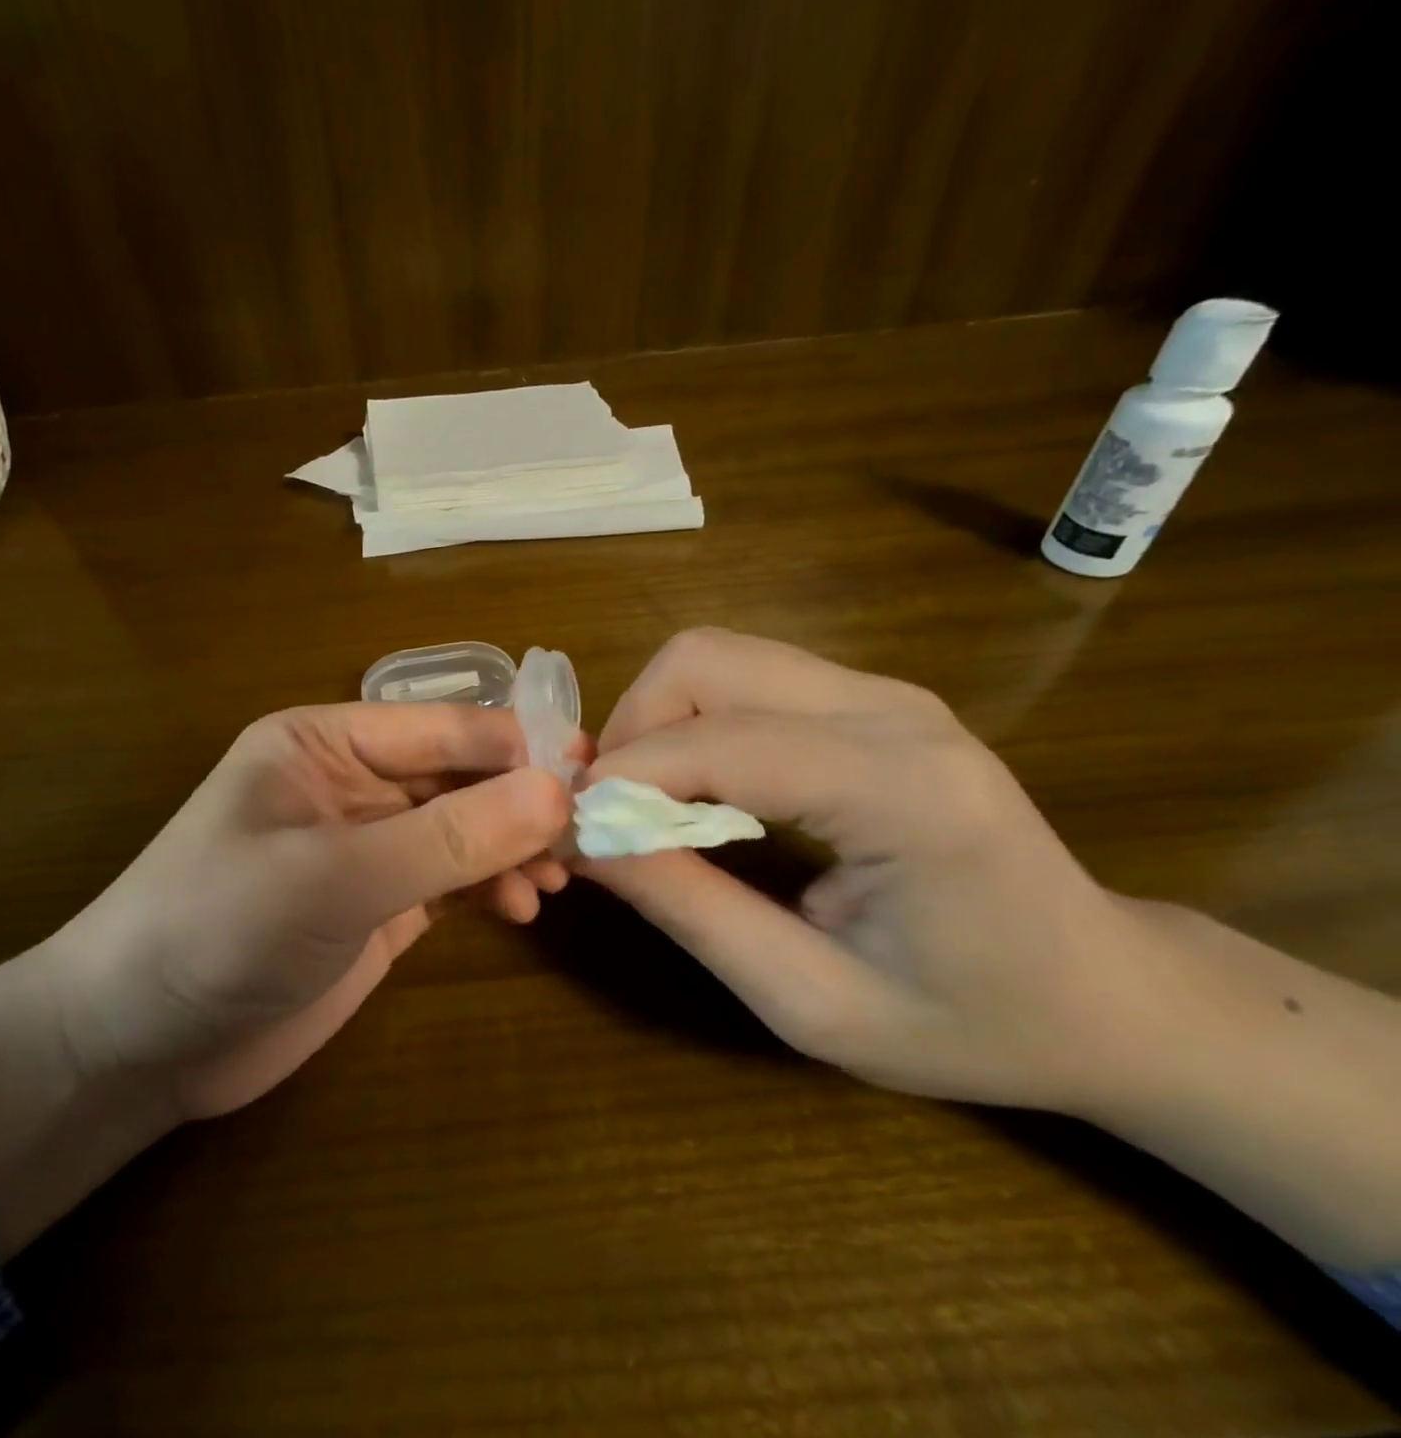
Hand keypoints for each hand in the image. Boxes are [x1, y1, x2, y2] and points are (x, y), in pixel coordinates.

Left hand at [0, 701, 568, 1257]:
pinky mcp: (375, 906)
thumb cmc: (217, 930)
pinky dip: (489, 886)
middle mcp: (350, 784)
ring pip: (462, 828)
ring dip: (511, 846)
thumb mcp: (335, 876)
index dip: (515, 746)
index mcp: (325, 743)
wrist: (135, 1045)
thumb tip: (558, 791)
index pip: (441, 727)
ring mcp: (365, 848)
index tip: (589, 773)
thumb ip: (447, 836)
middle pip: (458, 776)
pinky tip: (521, 907)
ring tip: (555, 880)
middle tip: (588, 836)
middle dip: (521, 803)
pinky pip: (450, 878)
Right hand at [581, 629, 1400, 1269]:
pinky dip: (689, 722)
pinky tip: (694, 789)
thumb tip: (587, 842)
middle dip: (630, 729)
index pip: (723, 743)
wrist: (1106, 993)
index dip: (625, 778)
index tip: (572, 830)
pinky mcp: (869, 698)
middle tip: (609, 813)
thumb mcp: (813, 1002)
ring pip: (714, 656)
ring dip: (654, 721)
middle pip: (703, 660)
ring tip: (643, 804)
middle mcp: (894, 712)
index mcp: (906, 793)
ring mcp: (884, 693)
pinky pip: (743, 678)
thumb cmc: (972, 1023)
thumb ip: (692, 912)